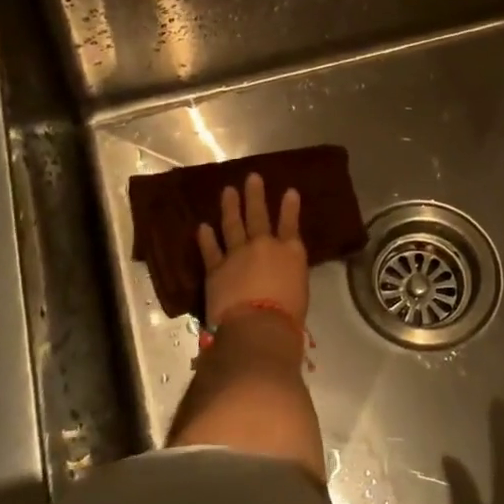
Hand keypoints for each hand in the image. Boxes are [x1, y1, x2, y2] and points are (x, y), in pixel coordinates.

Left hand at [196, 172, 307, 327]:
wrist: (257, 327)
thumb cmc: (288, 316)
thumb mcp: (299, 291)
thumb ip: (290, 276)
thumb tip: (283, 275)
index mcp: (290, 253)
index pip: (291, 224)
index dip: (290, 207)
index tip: (290, 191)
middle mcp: (264, 246)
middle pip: (259, 215)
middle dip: (255, 195)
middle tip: (252, 177)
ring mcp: (238, 254)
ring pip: (233, 225)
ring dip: (230, 206)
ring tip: (228, 191)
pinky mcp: (216, 269)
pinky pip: (210, 249)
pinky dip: (206, 238)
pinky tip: (203, 226)